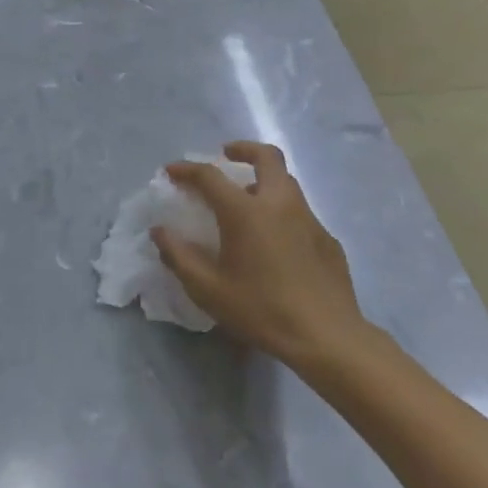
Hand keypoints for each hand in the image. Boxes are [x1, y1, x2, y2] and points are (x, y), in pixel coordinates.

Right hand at [151, 142, 365, 370]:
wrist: (327, 337)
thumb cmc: (261, 310)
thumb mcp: (208, 289)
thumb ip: (179, 256)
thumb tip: (160, 231)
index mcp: (245, 211)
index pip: (210, 175)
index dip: (187, 169)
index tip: (172, 171)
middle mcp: (279, 203)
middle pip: (266, 156)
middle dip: (243, 149)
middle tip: (227, 155)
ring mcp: (308, 218)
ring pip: (287, 181)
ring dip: (264, 178)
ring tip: (248, 199)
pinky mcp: (327, 238)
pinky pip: (301, 212)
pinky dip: (282, 211)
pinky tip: (276, 240)